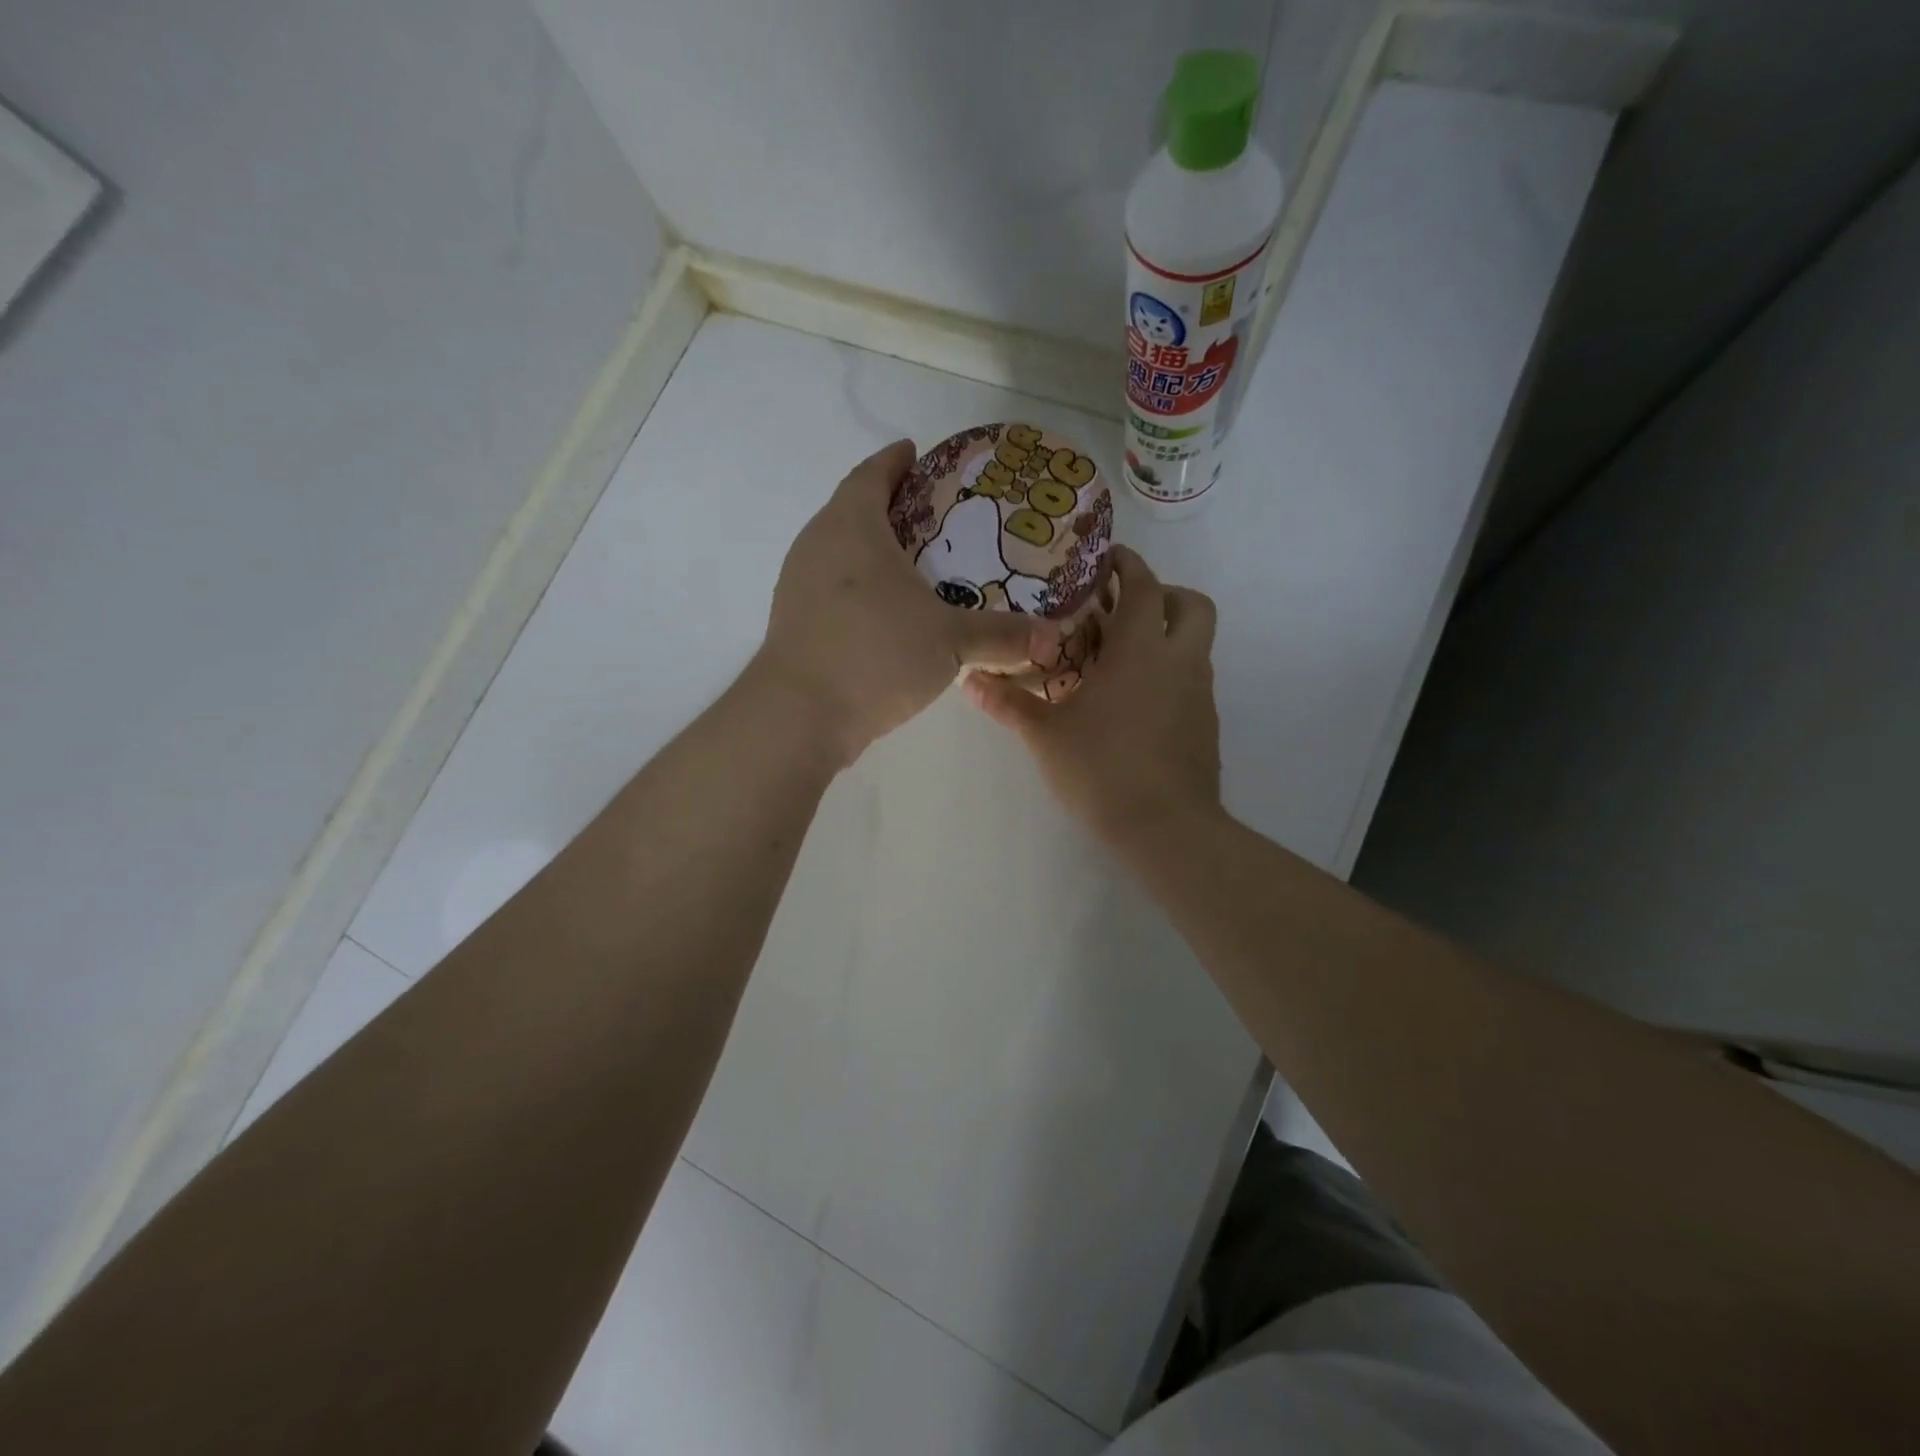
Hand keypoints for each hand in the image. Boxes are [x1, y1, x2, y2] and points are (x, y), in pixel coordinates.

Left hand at [756, 440, 1060, 765]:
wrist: (799, 715)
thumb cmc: (876, 654)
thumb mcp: (949, 641)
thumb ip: (1002, 635)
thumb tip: (1053, 638)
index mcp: (851, 525)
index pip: (872, 474)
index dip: (895, 460)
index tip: (916, 453)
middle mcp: (817, 544)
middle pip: (853, 509)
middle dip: (890, 506)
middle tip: (933, 515)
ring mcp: (798, 584)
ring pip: (840, 551)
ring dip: (873, 550)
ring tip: (915, 564)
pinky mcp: (794, 621)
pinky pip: (832, 587)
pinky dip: (860, 586)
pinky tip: (888, 612)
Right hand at [964, 547, 1221, 847]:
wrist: (1165, 826)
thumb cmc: (1102, 769)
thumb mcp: (1045, 735)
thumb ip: (1008, 703)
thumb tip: (968, 680)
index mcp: (1140, 650)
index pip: (1144, 586)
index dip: (1129, 565)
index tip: (1109, 559)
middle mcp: (1179, 662)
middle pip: (1192, 604)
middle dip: (1164, 594)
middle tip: (1125, 609)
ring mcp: (1199, 694)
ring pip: (1196, 644)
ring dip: (1166, 636)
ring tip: (1121, 659)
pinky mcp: (1206, 724)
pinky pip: (1192, 680)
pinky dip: (1170, 673)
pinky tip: (1135, 704)